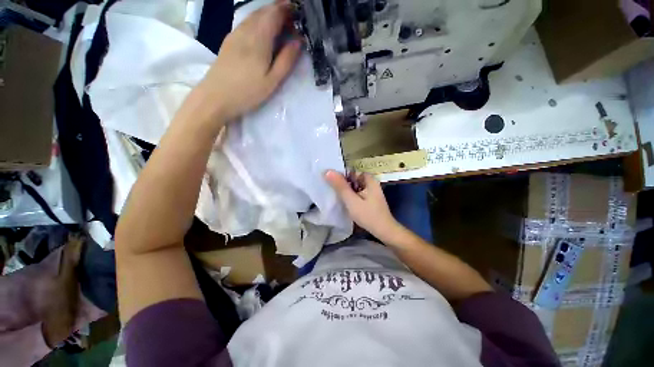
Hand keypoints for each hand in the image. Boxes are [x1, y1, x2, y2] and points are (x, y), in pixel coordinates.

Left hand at [195, 2, 300, 122]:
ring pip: (255, 16)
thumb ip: (286, 60)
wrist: (216, 96)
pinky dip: (259, 22)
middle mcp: (246, 29)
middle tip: (294, 23)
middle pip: (264, 11)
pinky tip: (264, 34)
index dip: (288, 9)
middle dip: (280, 11)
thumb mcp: (272, 80)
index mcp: (259, 38)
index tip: (300, 15)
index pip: (275, 12)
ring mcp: (235, 33)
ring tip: (281, 28)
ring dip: (270, 16)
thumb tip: (298, 42)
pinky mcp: (229, 40)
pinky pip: (247, 23)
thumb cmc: (248, 92)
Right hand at [325, 170, 402, 242]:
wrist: (384, 231)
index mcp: (369, 179)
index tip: (330, 182)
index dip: (340, 175)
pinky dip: (351, 196)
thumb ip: (340, 186)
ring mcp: (371, 191)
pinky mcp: (370, 199)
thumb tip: (328, 171)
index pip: (351, 172)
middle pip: (353, 179)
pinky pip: (357, 193)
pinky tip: (345, 201)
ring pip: (355, 187)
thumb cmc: (368, 215)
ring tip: (335, 195)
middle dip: (343, 184)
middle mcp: (371, 183)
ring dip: (346, 190)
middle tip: (331, 190)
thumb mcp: (351, 200)